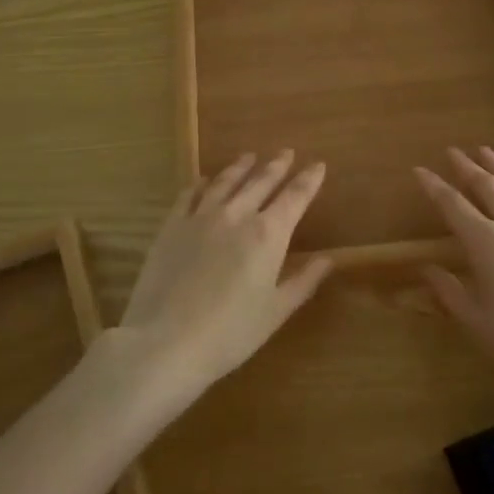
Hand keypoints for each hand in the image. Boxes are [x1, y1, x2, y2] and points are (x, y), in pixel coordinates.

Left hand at [117, 151, 332, 401]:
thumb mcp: (275, 312)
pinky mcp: (172, 225)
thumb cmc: (229, 333)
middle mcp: (237, 215)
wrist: (165, 341)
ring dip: (241, 167)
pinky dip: (201, 183)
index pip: (295, 197)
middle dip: (277, 166)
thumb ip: (303, 282)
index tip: (318, 165)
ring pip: (226, 181)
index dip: (308, 180)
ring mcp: (201, 216)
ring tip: (250, 156)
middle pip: (261, 181)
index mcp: (268, 234)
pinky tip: (204, 180)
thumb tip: (328, 259)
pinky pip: (190, 194)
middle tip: (287, 152)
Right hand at [418, 147, 493, 398]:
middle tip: (453, 152)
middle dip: (467, 167)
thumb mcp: (479, 325)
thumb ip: (450, 292)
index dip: (434, 186)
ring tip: (486, 151)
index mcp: (486, 244)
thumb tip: (427, 268)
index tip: (420, 170)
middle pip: (487, 186)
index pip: (452, 205)